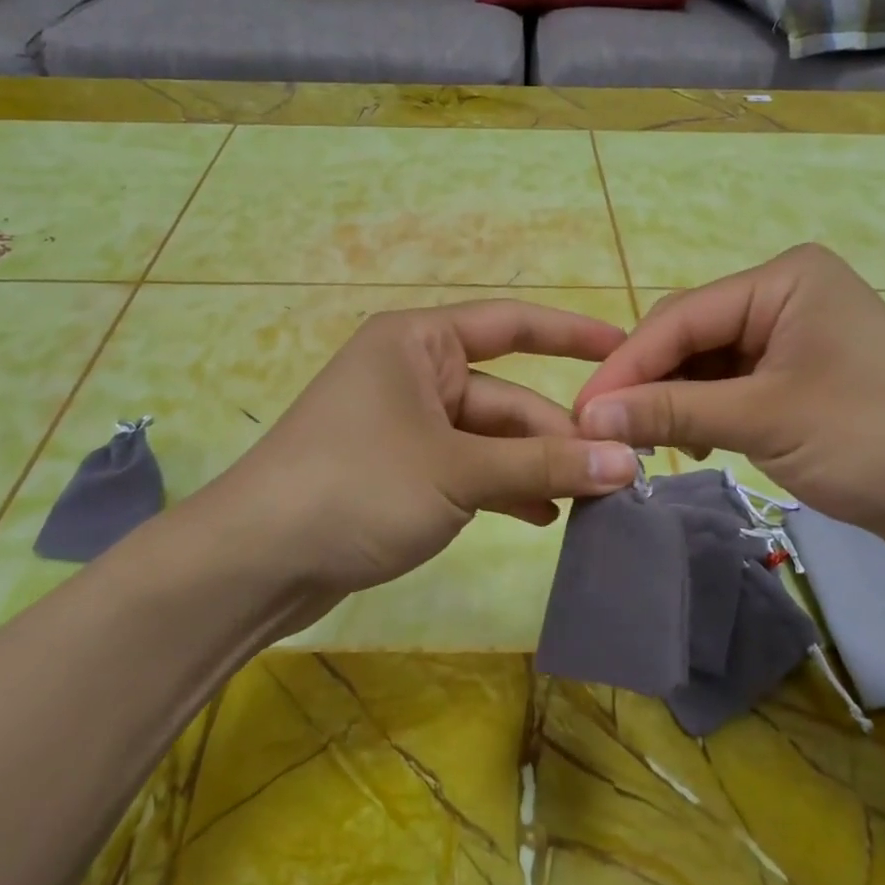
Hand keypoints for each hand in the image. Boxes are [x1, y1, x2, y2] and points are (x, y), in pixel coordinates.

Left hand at [196, 300, 641, 631]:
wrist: (256, 560)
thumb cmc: (358, 486)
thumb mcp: (459, 471)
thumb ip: (544, 463)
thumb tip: (628, 461)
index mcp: (419, 343)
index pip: (511, 324)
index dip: (570, 334)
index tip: (625, 348)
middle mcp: (412, 373)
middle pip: (504, 396)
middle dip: (556, 434)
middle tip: (616, 473)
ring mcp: (404, 425)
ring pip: (488, 439)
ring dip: (533, 468)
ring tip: (588, 502)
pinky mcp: (398, 472)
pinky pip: (466, 470)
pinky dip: (501, 491)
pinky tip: (541, 517)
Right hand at [572, 245, 884, 567]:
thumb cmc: (878, 441)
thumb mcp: (765, 420)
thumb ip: (671, 412)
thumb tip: (588, 417)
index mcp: (783, 280)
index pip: (680, 318)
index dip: (626, 367)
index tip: (580, 413)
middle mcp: (783, 297)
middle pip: (688, 336)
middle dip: (646, 383)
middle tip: (602, 434)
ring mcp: (791, 339)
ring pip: (703, 365)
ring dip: (671, 401)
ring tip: (640, 443)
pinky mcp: (797, 380)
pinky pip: (728, 388)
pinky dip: (701, 414)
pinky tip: (686, 443)